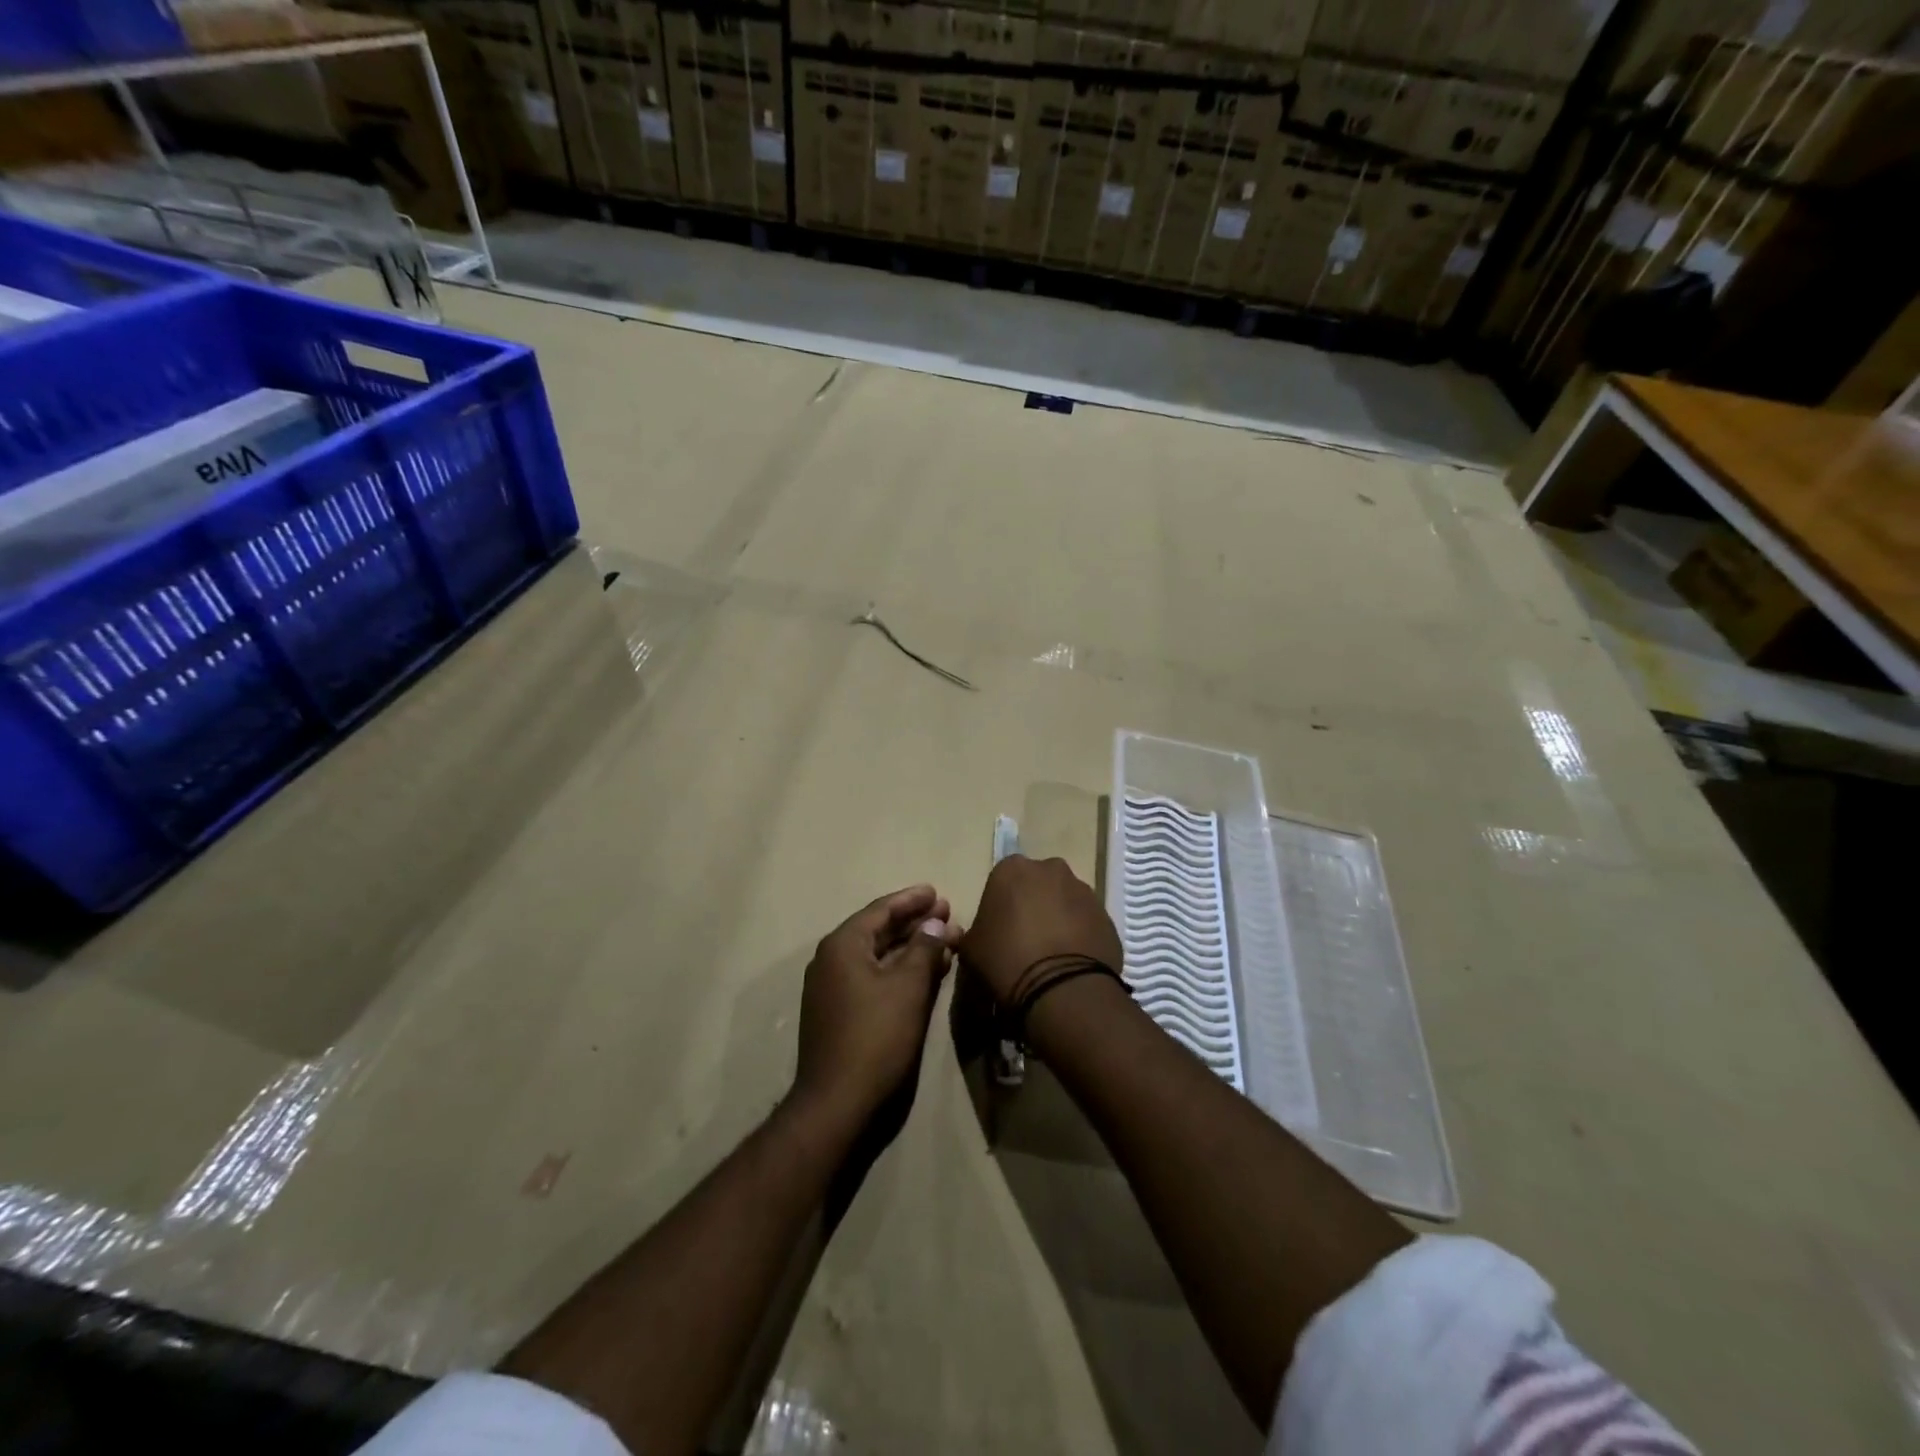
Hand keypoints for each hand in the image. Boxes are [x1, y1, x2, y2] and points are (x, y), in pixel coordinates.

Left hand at [792, 885, 960, 1129]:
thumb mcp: (908, 987)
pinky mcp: (839, 1013)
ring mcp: (832, 988)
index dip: (912, 900)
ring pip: (877, 956)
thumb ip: (924, 948)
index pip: (881, 909)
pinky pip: (872, 978)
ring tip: (945, 940)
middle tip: (947, 913)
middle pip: (878, 931)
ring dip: (911, 948)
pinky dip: (899, 971)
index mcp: (842, 945)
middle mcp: (832, 960)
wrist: (837, 1103)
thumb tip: (936, 923)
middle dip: (914, 922)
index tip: (938, 892)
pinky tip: (925, 973)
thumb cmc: (876, 1036)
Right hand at [960, 856, 1122, 1006]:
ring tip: (1051, 956)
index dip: (1000, 907)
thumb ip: (976, 932)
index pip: (1002, 881)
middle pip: (1038, 885)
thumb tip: (985, 936)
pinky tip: (1072, 963)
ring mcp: (1084, 890)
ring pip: (1065, 901)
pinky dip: (1080, 936)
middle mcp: (1051, 869)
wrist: (1061, 989)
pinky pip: (1087, 922)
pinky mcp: (1107, 915)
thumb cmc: (1006, 961)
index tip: (999, 932)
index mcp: (1012, 869)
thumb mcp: (971, 949)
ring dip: (1059, 919)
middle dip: (1033, 906)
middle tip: (1025, 941)